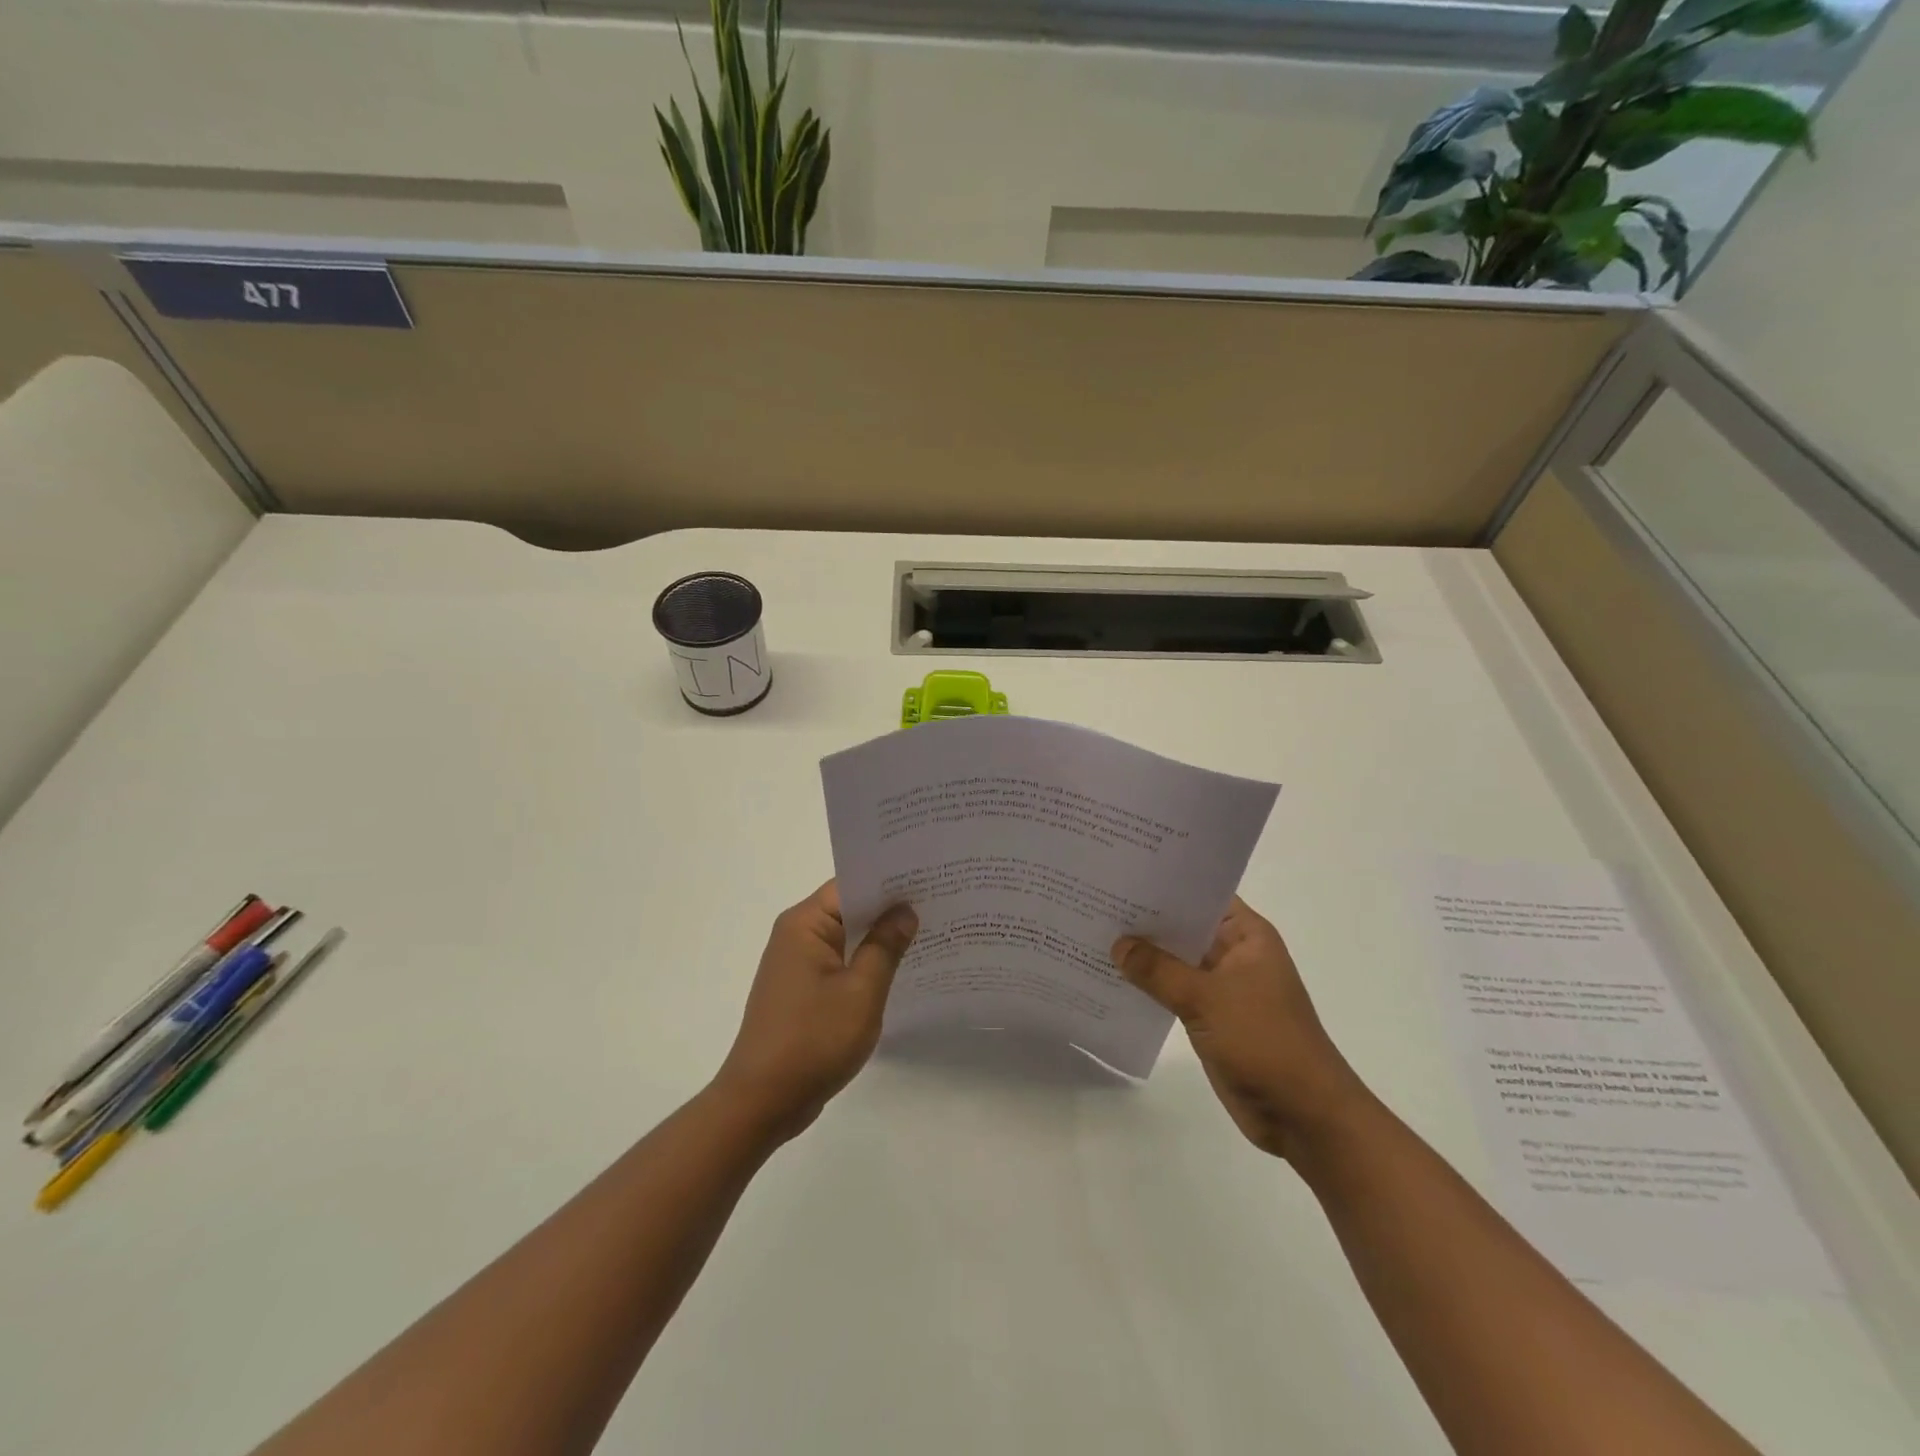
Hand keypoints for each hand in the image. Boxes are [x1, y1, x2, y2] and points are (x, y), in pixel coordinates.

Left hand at [712, 881, 916, 1141]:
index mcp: (805, 924)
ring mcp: (797, 963)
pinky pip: (839, 962)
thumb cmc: (813, 1040)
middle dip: (889, 908)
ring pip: (846, 937)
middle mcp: (796, 934)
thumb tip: (905, 911)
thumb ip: (885, 946)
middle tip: (939, 903)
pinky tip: (899, 970)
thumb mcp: (861, 991)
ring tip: (929, 931)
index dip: (890, 881)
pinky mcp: (801, 990)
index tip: (929, 878)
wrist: (762, 1102)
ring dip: (879, 938)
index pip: (852, 885)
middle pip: (849, 908)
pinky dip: (865, 962)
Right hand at [1114, 899, 1368, 1160]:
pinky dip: (1149, 986)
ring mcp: (1222, 987)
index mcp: (1246, 935)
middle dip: (1145, 918)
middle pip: (1184, 926)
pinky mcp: (1211, 1017)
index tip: (1123, 872)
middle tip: (1095, 899)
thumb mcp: (1206, 998)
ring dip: (1144, 954)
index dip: (1165, 883)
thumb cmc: (1264, 1041)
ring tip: (1093, 934)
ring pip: (1176, 960)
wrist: (1304, 1115)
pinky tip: (1111, 978)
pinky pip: (1173, 991)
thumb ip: (1158, 970)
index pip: (1201, 895)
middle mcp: (1234, 953)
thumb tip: (1117, 944)